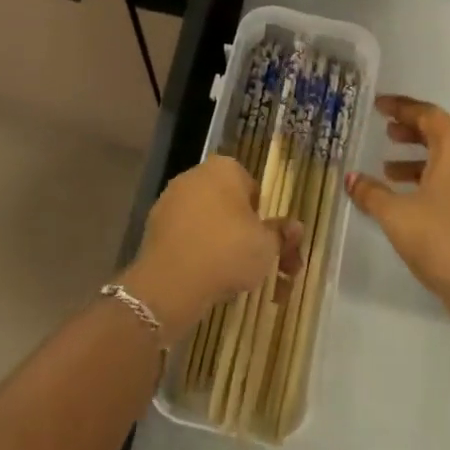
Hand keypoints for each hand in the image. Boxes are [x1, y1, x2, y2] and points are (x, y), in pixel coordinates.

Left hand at [120, 154, 300, 343]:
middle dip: (240, 231)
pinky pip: (185, 235)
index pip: (252, 190)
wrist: (171, 281)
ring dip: (218, 242)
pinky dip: (195, 250)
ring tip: (228, 277)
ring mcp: (171, 198)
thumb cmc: (228, 252)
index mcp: (225, 168)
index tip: (265, 244)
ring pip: (205, 221)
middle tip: (252, 264)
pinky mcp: (154, 224)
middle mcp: (195, 175)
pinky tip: (202, 276)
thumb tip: (295, 227)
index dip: (262, 219)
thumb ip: (281, 234)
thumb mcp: (267, 246)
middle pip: (227, 204)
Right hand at [346, 95, 449, 348]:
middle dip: (412, 130)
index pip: (428, 114)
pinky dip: (428, 179)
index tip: (378, 106)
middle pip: (441, 133)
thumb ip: (372, 193)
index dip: (402, 107)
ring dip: (418, 158)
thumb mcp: (397, 215)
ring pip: (447, 159)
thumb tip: (352, 178)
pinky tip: (406, 199)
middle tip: (386, 132)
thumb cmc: (443, 240)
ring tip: (387, 168)